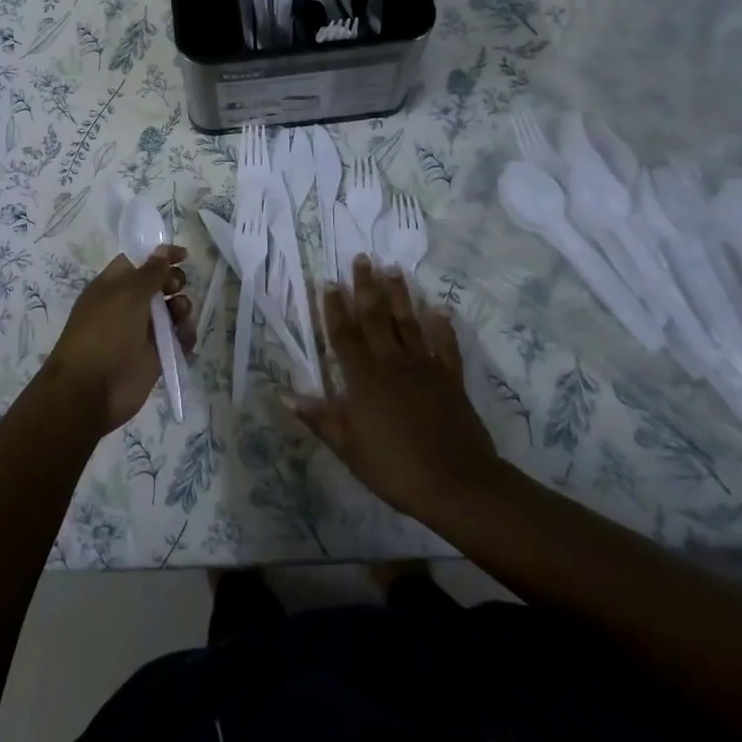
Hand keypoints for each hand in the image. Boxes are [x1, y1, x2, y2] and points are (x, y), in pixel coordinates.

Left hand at [42, 246, 193, 436]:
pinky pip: (177, 340)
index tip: (184, 255)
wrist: (91, 389)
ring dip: (182, 309)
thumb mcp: (127, 294)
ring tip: (181, 316)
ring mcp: (142, 332)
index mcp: (114, 285)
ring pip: (172, 312)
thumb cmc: (104, 332)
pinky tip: (185, 339)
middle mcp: (128, 305)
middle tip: (174, 289)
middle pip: (160, 285)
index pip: (139, 261)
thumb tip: (163, 249)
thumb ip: (150, 271)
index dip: (160, 256)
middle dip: (174, 283)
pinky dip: (185, 337)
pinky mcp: (155, 356)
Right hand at [291, 256, 500, 519]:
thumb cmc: (394, 467)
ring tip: (393, 269)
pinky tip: (439, 309)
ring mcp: (424, 367)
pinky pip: (445, 346)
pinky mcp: (450, 378)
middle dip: (366, 286)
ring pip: (408, 322)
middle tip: (362, 258)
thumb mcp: (348, 447)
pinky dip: (442, 327)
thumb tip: (284, 394)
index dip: (333, 308)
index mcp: (363, 377)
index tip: (327, 281)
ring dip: (400, 295)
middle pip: (375, 318)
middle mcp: (391, 362)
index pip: (343, 334)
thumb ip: (319, 417)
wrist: (457, 483)